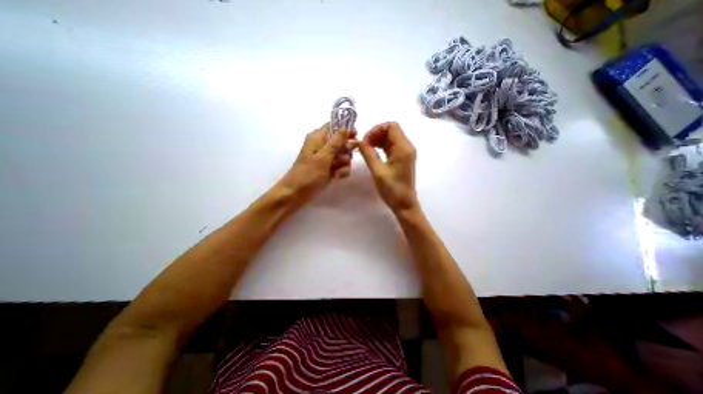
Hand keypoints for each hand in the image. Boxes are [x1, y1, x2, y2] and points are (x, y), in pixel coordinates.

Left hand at [279, 123, 357, 203]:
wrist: (295, 194)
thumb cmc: (307, 174)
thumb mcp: (323, 157)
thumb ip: (336, 142)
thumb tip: (346, 127)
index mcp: (318, 137)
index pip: (334, 126)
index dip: (346, 130)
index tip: (355, 136)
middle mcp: (323, 146)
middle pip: (342, 142)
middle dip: (346, 150)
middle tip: (342, 158)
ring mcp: (327, 159)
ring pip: (344, 155)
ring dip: (344, 163)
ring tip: (337, 171)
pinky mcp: (329, 169)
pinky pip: (341, 166)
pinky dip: (341, 171)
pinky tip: (337, 177)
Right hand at [362, 121, 416, 211]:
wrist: (404, 204)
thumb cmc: (392, 189)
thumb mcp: (378, 171)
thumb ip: (368, 154)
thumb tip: (359, 141)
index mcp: (403, 148)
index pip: (391, 126)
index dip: (376, 130)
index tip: (365, 140)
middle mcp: (407, 147)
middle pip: (391, 131)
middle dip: (376, 134)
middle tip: (364, 145)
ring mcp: (405, 153)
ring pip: (391, 138)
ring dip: (378, 140)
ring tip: (366, 149)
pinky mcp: (403, 159)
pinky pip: (392, 146)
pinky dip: (382, 146)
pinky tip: (373, 153)